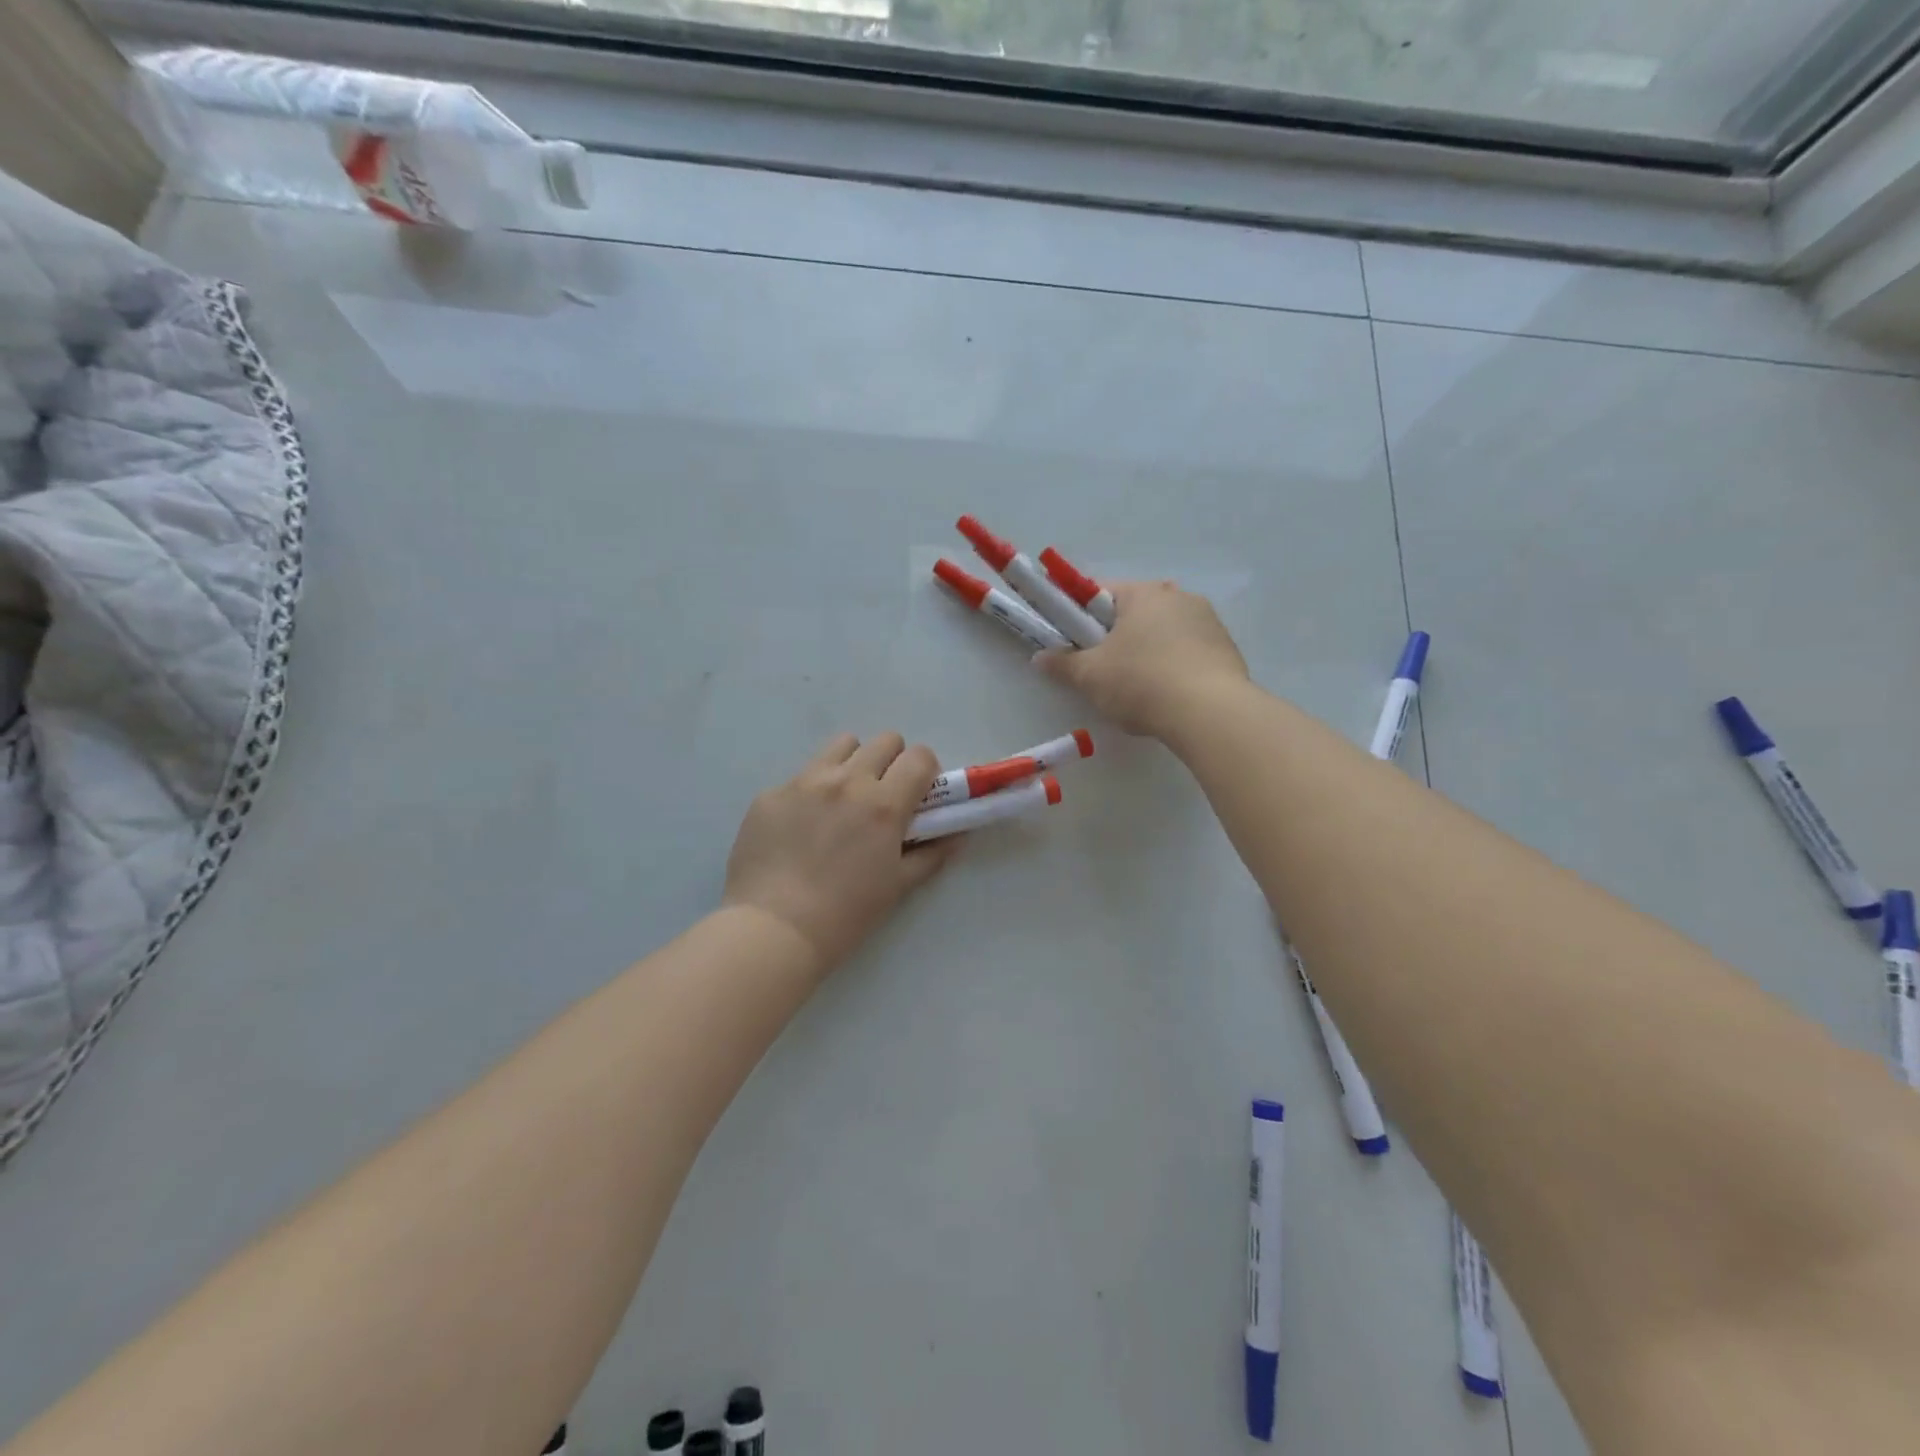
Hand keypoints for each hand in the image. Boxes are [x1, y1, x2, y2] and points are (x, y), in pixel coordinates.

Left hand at [723, 732, 957, 974]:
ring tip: (843, 799)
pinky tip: (800, 827)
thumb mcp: (898, 886)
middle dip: (892, 761)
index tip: (918, 793)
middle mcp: (847, 781)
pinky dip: (811, 792)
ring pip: (841, 746)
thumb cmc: (846, 914)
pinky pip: (800, 777)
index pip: (920, 756)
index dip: (925, 770)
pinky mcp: (771, 793)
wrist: (774, 929)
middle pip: (884, 740)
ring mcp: (804, 782)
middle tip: (883, 795)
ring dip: (852, 763)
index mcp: (884, 804)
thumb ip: (931, 854)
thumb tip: (956, 836)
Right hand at [1036, 580, 1249, 736]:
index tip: (1072, 641)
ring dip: (1147, 650)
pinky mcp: (1227, 647)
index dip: (1080, 615)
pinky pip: (1188, 650)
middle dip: (1116, 636)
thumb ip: (1062, 664)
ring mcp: (1208, 620)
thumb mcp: (1090, 676)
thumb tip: (1040, 658)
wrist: (1209, 713)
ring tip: (1137, 688)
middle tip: (1101, 669)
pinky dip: (1174, 665)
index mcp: (1143, 593)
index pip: (1100, 593)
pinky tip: (1168, 694)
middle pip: (1134, 611)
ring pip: (1163, 631)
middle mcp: (1178, 596)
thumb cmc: (1141, 683)